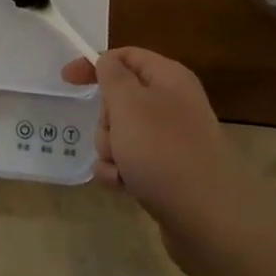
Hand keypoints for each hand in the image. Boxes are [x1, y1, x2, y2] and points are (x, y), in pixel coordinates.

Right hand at [63, 47, 258, 256]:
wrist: (208, 218)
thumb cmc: (163, 150)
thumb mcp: (129, 103)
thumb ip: (112, 75)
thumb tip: (108, 61)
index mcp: (169, 78)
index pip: (126, 57)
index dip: (95, 64)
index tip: (66, 80)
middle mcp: (172, 104)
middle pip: (120, 99)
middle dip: (106, 120)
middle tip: (115, 135)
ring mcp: (170, 141)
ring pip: (121, 134)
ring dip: (111, 150)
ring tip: (123, 167)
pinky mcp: (166, 172)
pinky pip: (130, 162)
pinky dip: (120, 172)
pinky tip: (124, 187)